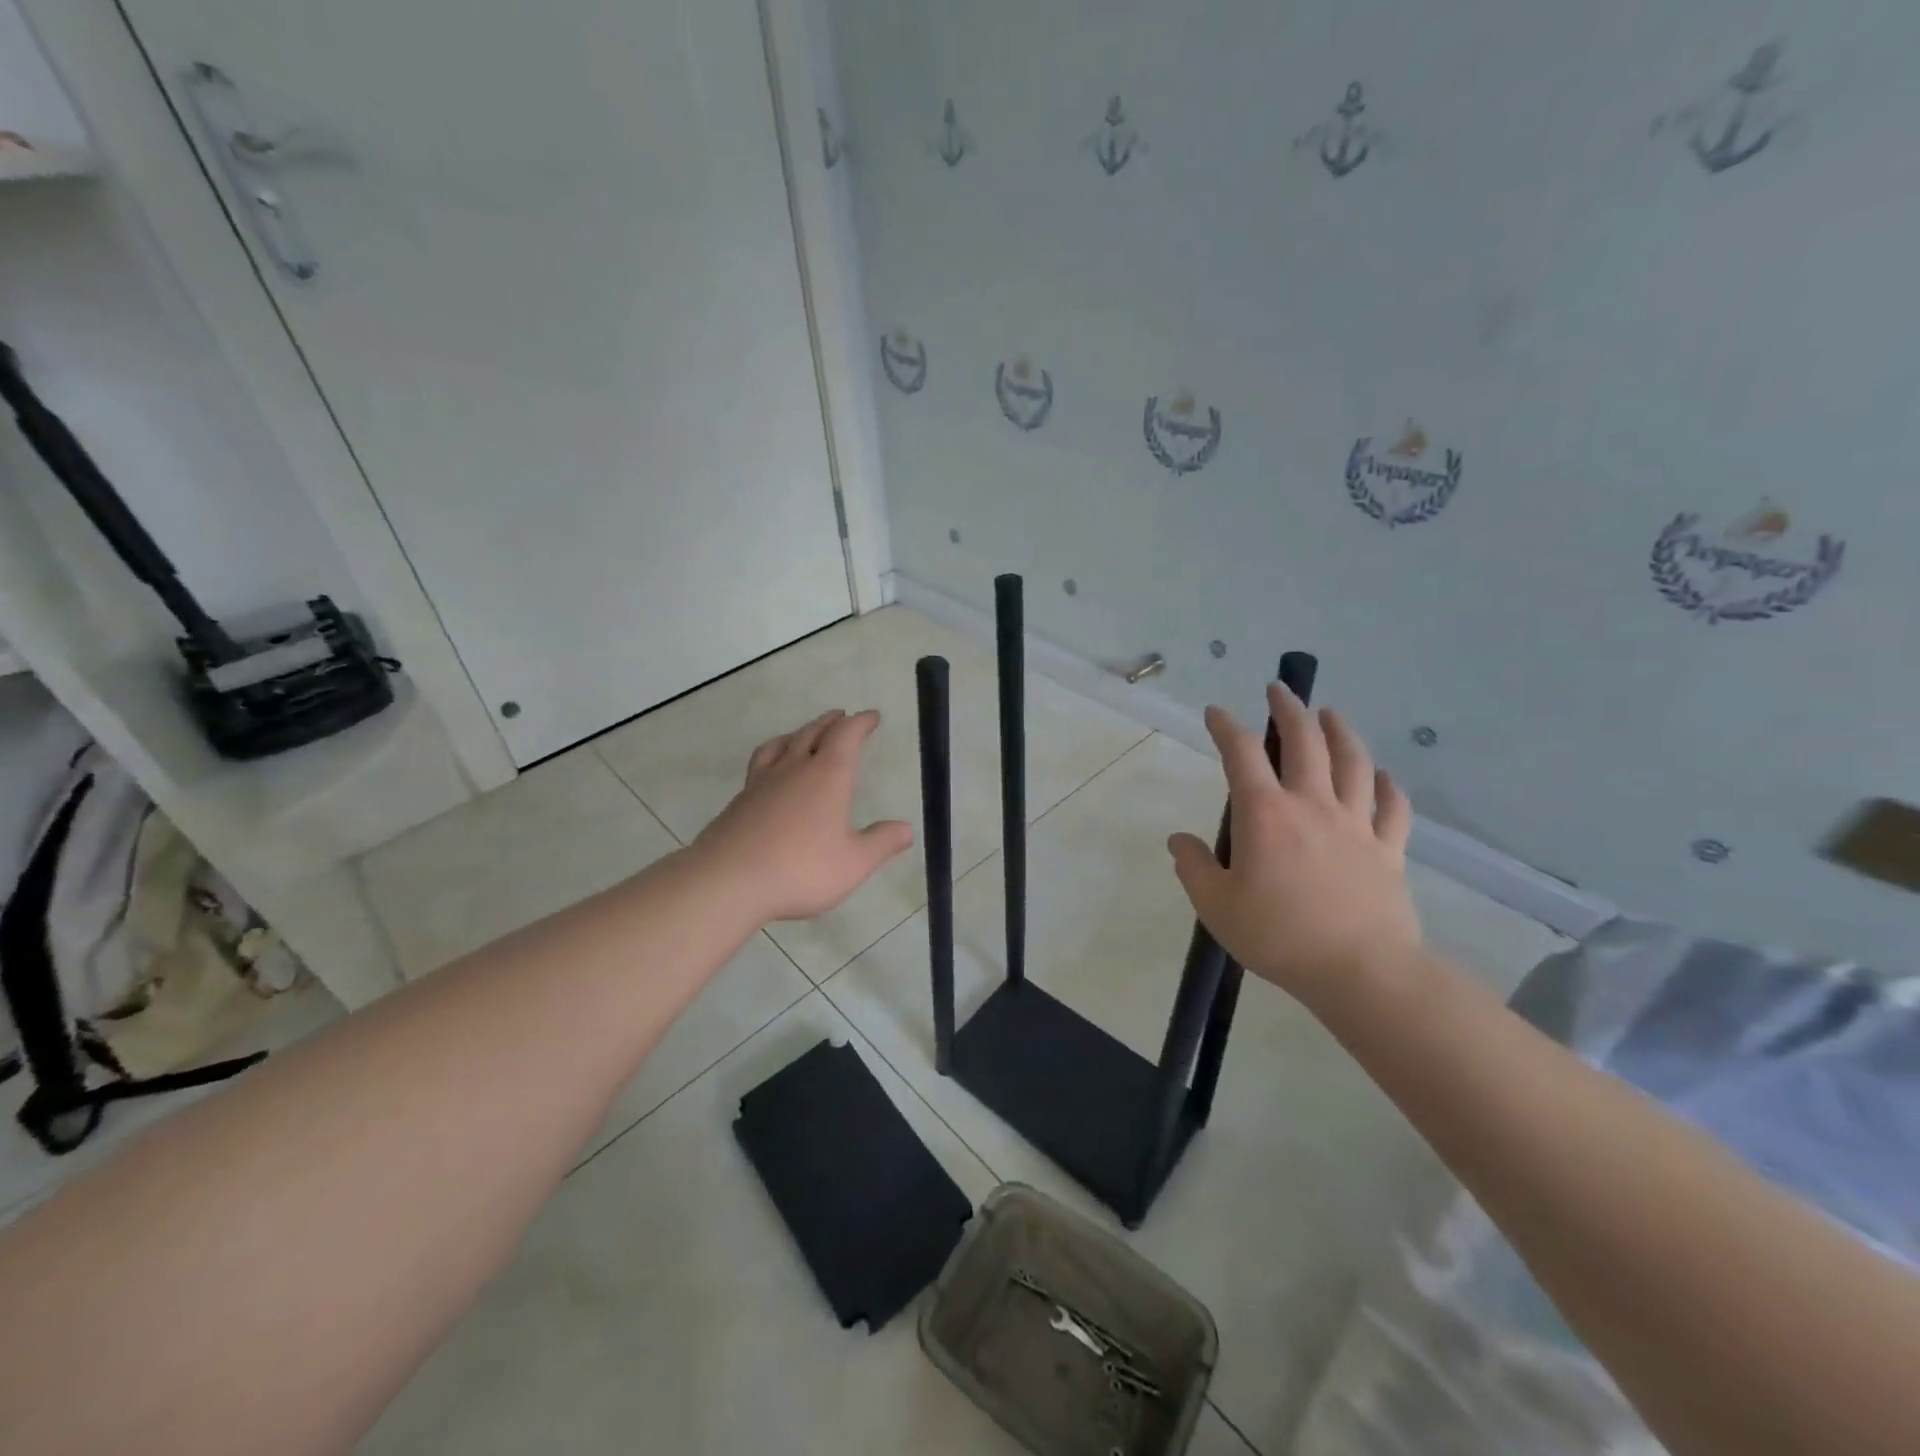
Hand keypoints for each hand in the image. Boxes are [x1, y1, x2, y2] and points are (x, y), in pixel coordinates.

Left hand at [692, 709, 913, 923]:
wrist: (728, 880)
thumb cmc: (800, 869)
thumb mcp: (853, 863)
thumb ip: (881, 843)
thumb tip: (906, 829)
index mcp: (827, 776)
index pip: (846, 735)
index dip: (860, 722)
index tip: (871, 716)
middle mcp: (794, 769)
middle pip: (813, 732)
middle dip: (831, 722)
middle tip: (842, 716)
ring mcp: (762, 782)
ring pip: (782, 743)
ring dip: (799, 732)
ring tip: (805, 734)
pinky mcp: (740, 800)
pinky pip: (761, 763)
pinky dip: (774, 755)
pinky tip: (771, 771)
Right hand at [1168, 685, 1421, 1005]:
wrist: (1360, 972)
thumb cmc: (1279, 936)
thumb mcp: (1216, 906)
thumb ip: (1193, 868)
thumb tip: (1179, 840)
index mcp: (1265, 814)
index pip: (1241, 753)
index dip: (1225, 726)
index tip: (1215, 712)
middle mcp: (1312, 805)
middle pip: (1304, 742)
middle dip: (1289, 710)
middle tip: (1279, 689)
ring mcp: (1356, 825)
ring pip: (1353, 763)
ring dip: (1340, 732)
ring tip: (1331, 714)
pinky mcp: (1389, 849)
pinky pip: (1393, 807)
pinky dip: (1388, 785)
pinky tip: (1383, 775)